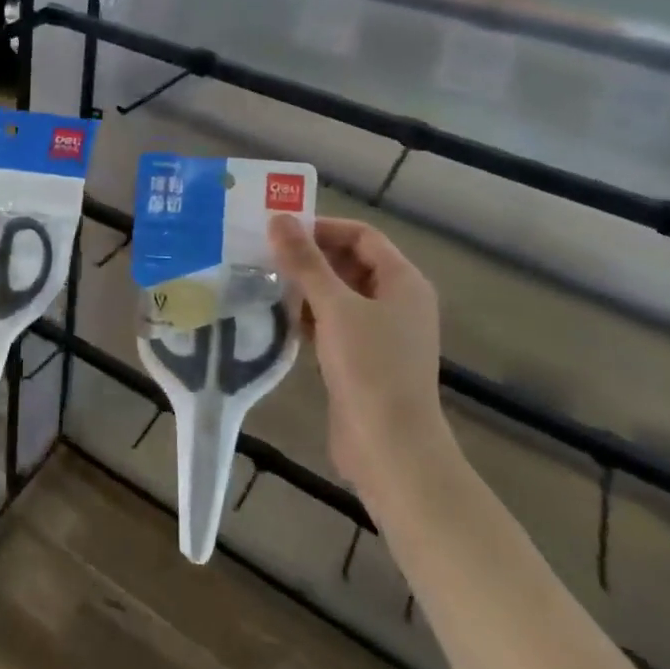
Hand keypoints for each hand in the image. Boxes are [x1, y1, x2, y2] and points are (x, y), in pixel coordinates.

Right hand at [269, 215, 446, 489]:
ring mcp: (383, 333)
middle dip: (311, 257)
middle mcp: (399, 301)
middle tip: (267, 255)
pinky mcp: (366, 360)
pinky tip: (280, 318)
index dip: (323, 228)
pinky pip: (336, 324)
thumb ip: (305, 261)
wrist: (391, 450)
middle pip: (351, 262)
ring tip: (266, 282)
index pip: (362, 235)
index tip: (281, 232)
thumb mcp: (334, 307)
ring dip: (307, 287)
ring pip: (341, 294)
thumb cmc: (369, 368)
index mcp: (404, 281)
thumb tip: (279, 218)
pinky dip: (312, 316)